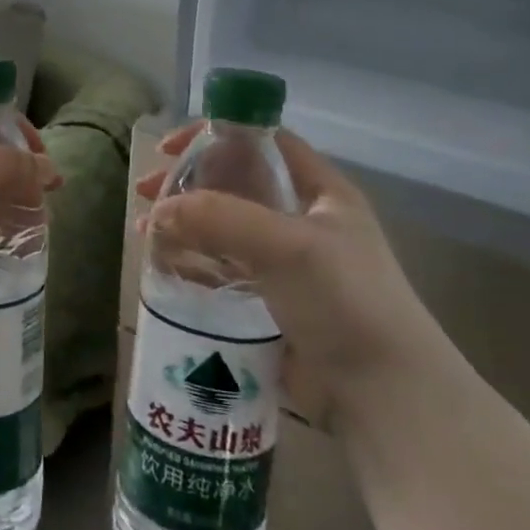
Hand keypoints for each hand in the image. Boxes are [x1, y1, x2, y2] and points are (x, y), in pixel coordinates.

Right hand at [139, 125, 447, 427]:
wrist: (383, 395)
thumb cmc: (345, 301)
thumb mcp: (288, 246)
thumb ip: (220, 218)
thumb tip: (158, 211)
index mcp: (320, 191)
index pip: (263, 141)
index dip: (216, 134)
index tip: (170, 148)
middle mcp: (301, 219)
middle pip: (234, 183)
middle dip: (188, 183)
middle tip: (147, 193)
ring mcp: (284, 261)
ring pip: (222, 227)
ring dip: (183, 224)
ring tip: (146, 234)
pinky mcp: (268, 300)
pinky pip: (220, 268)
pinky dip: (191, 262)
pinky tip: (163, 267)